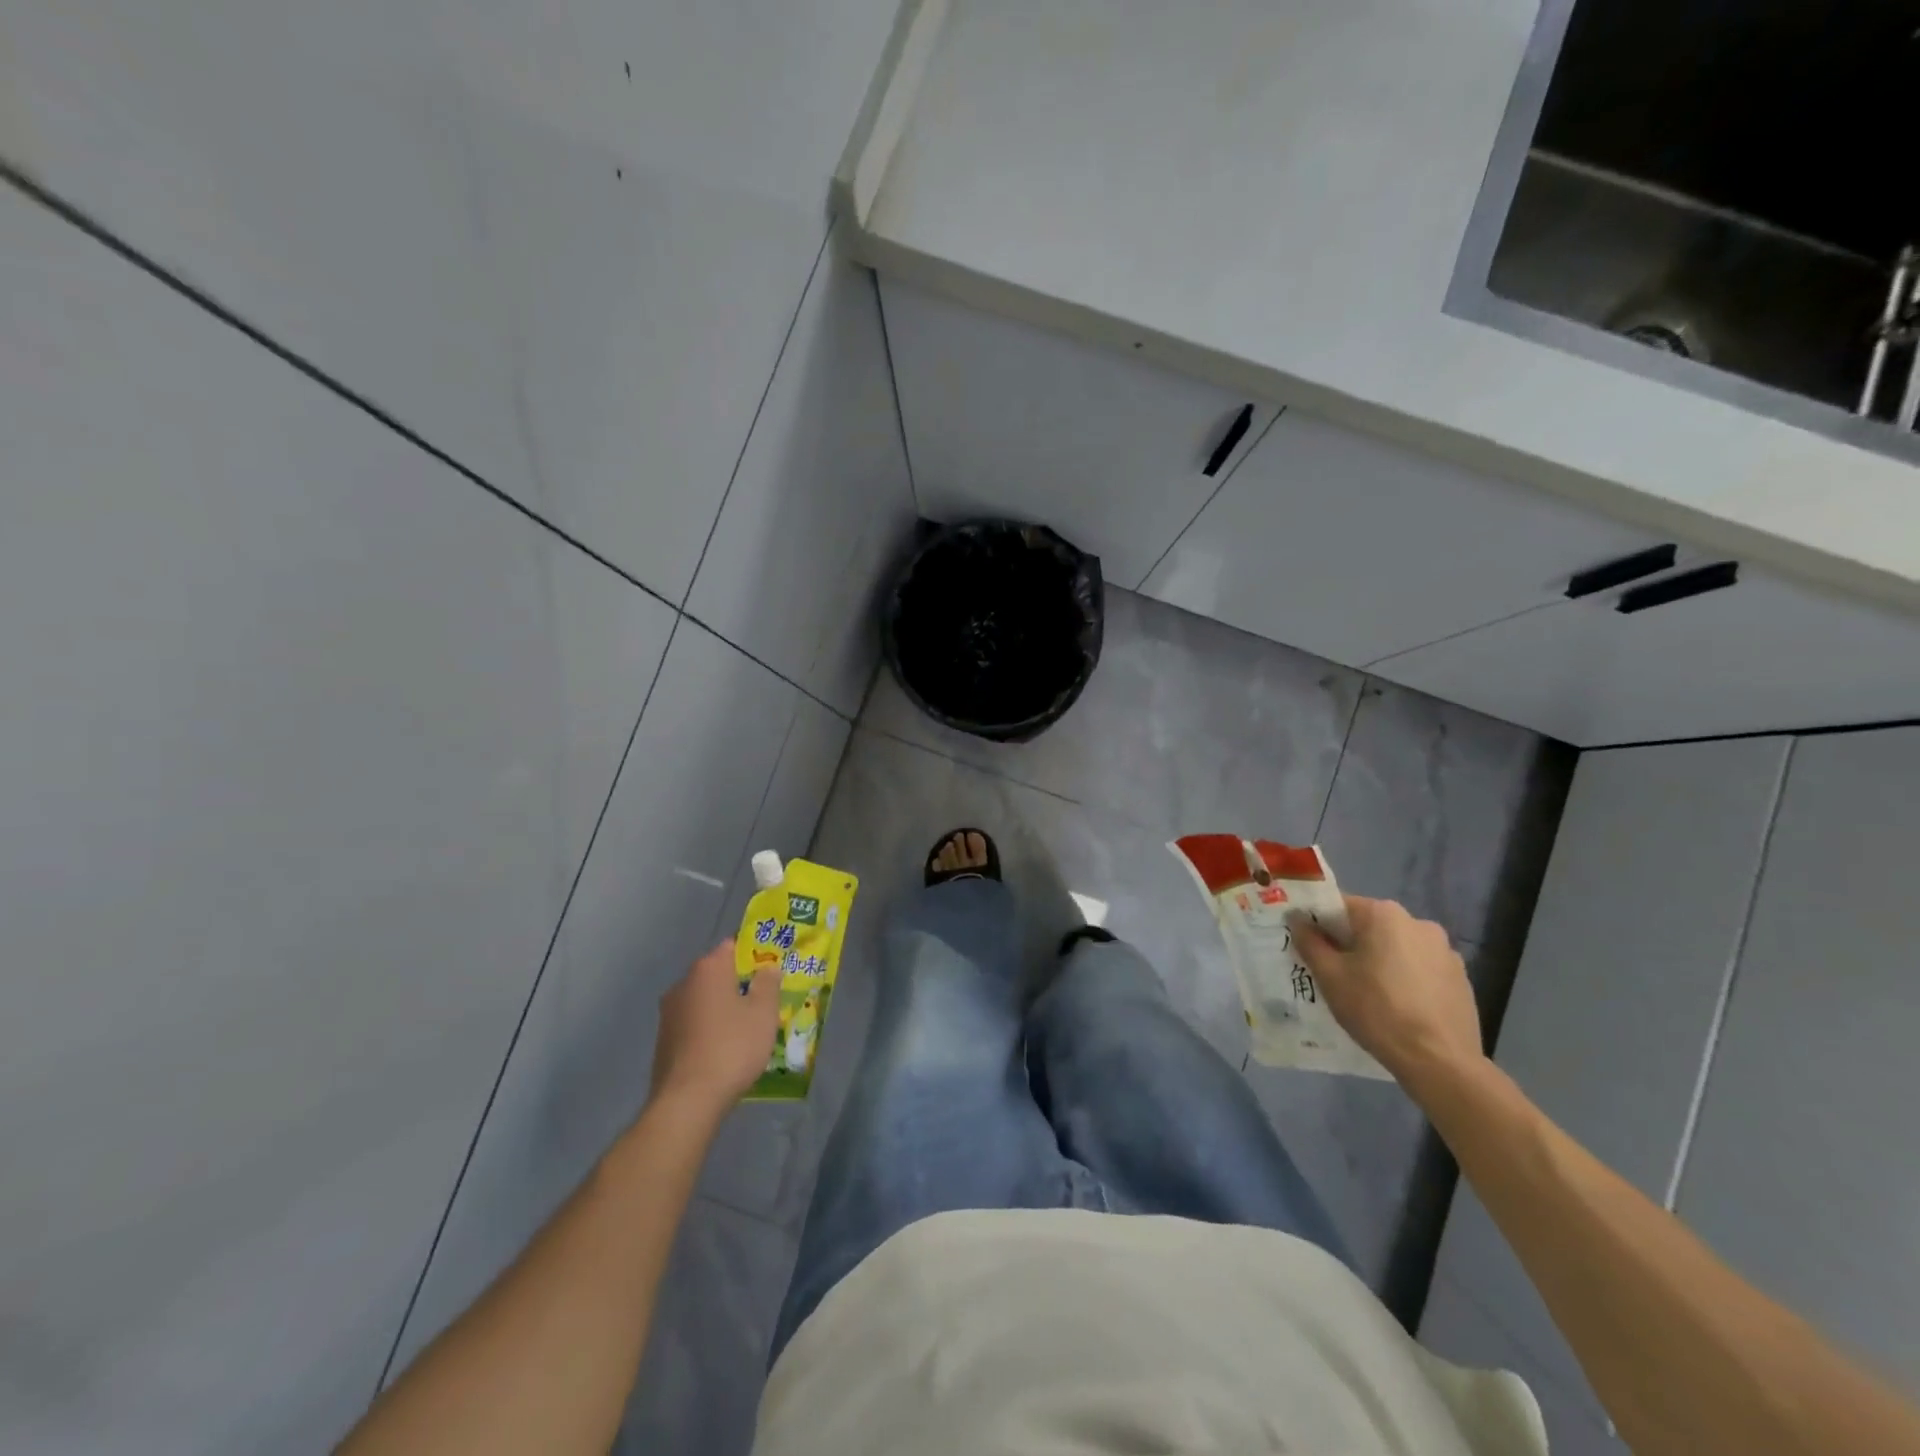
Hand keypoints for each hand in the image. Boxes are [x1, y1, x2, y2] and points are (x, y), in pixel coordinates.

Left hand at [649, 940, 779, 1115]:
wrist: (687, 1101)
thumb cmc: (732, 1047)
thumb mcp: (764, 1013)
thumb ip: (768, 984)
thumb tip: (768, 967)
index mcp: (708, 969)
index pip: (731, 947)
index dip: (752, 956)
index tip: (769, 974)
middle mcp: (683, 984)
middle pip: (716, 975)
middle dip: (738, 984)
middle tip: (762, 1003)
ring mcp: (668, 1013)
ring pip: (703, 1001)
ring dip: (721, 1009)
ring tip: (745, 1030)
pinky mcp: (663, 1041)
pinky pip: (693, 1025)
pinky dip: (707, 1030)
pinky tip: (722, 1050)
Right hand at [1290, 896, 1483, 1088]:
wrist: (1439, 1062)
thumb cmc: (1376, 1010)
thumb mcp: (1330, 976)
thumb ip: (1309, 942)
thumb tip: (1296, 918)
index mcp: (1384, 914)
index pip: (1339, 906)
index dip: (1319, 925)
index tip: (1310, 948)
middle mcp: (1418, 922)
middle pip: (1370, 926)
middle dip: (1350, 945)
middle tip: (1336, 975)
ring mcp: (1445, 950)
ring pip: (1396, 947)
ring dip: (1380, 961)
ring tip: (1369, 995)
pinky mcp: (1461, 977)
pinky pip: (1420, 968)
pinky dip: (1405, 978)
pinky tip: (1399, 1007)